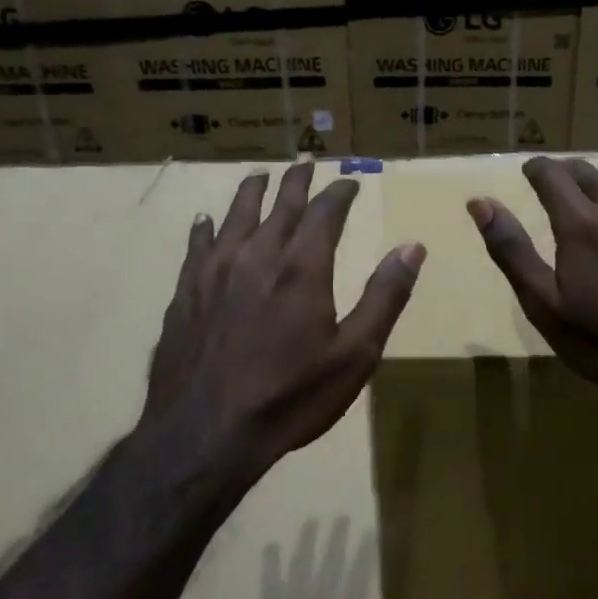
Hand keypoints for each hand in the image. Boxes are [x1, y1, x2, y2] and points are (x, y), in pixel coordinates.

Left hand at [142, 164, 424, 480]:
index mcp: (302, 267)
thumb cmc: (291, 397)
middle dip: (297, 182)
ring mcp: (214, 272)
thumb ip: (385, 296)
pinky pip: (197, 246)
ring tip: (260, 177)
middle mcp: (257, 256)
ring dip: (251, 192)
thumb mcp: (355, 354)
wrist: (205, 434)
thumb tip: (412, 247)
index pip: (325, 211)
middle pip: (279, 204)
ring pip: (235, 215)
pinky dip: (206, 227)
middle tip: (306, 164)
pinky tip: (205, 221)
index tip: (350, 182)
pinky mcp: (185, 293)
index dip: (340, 193)